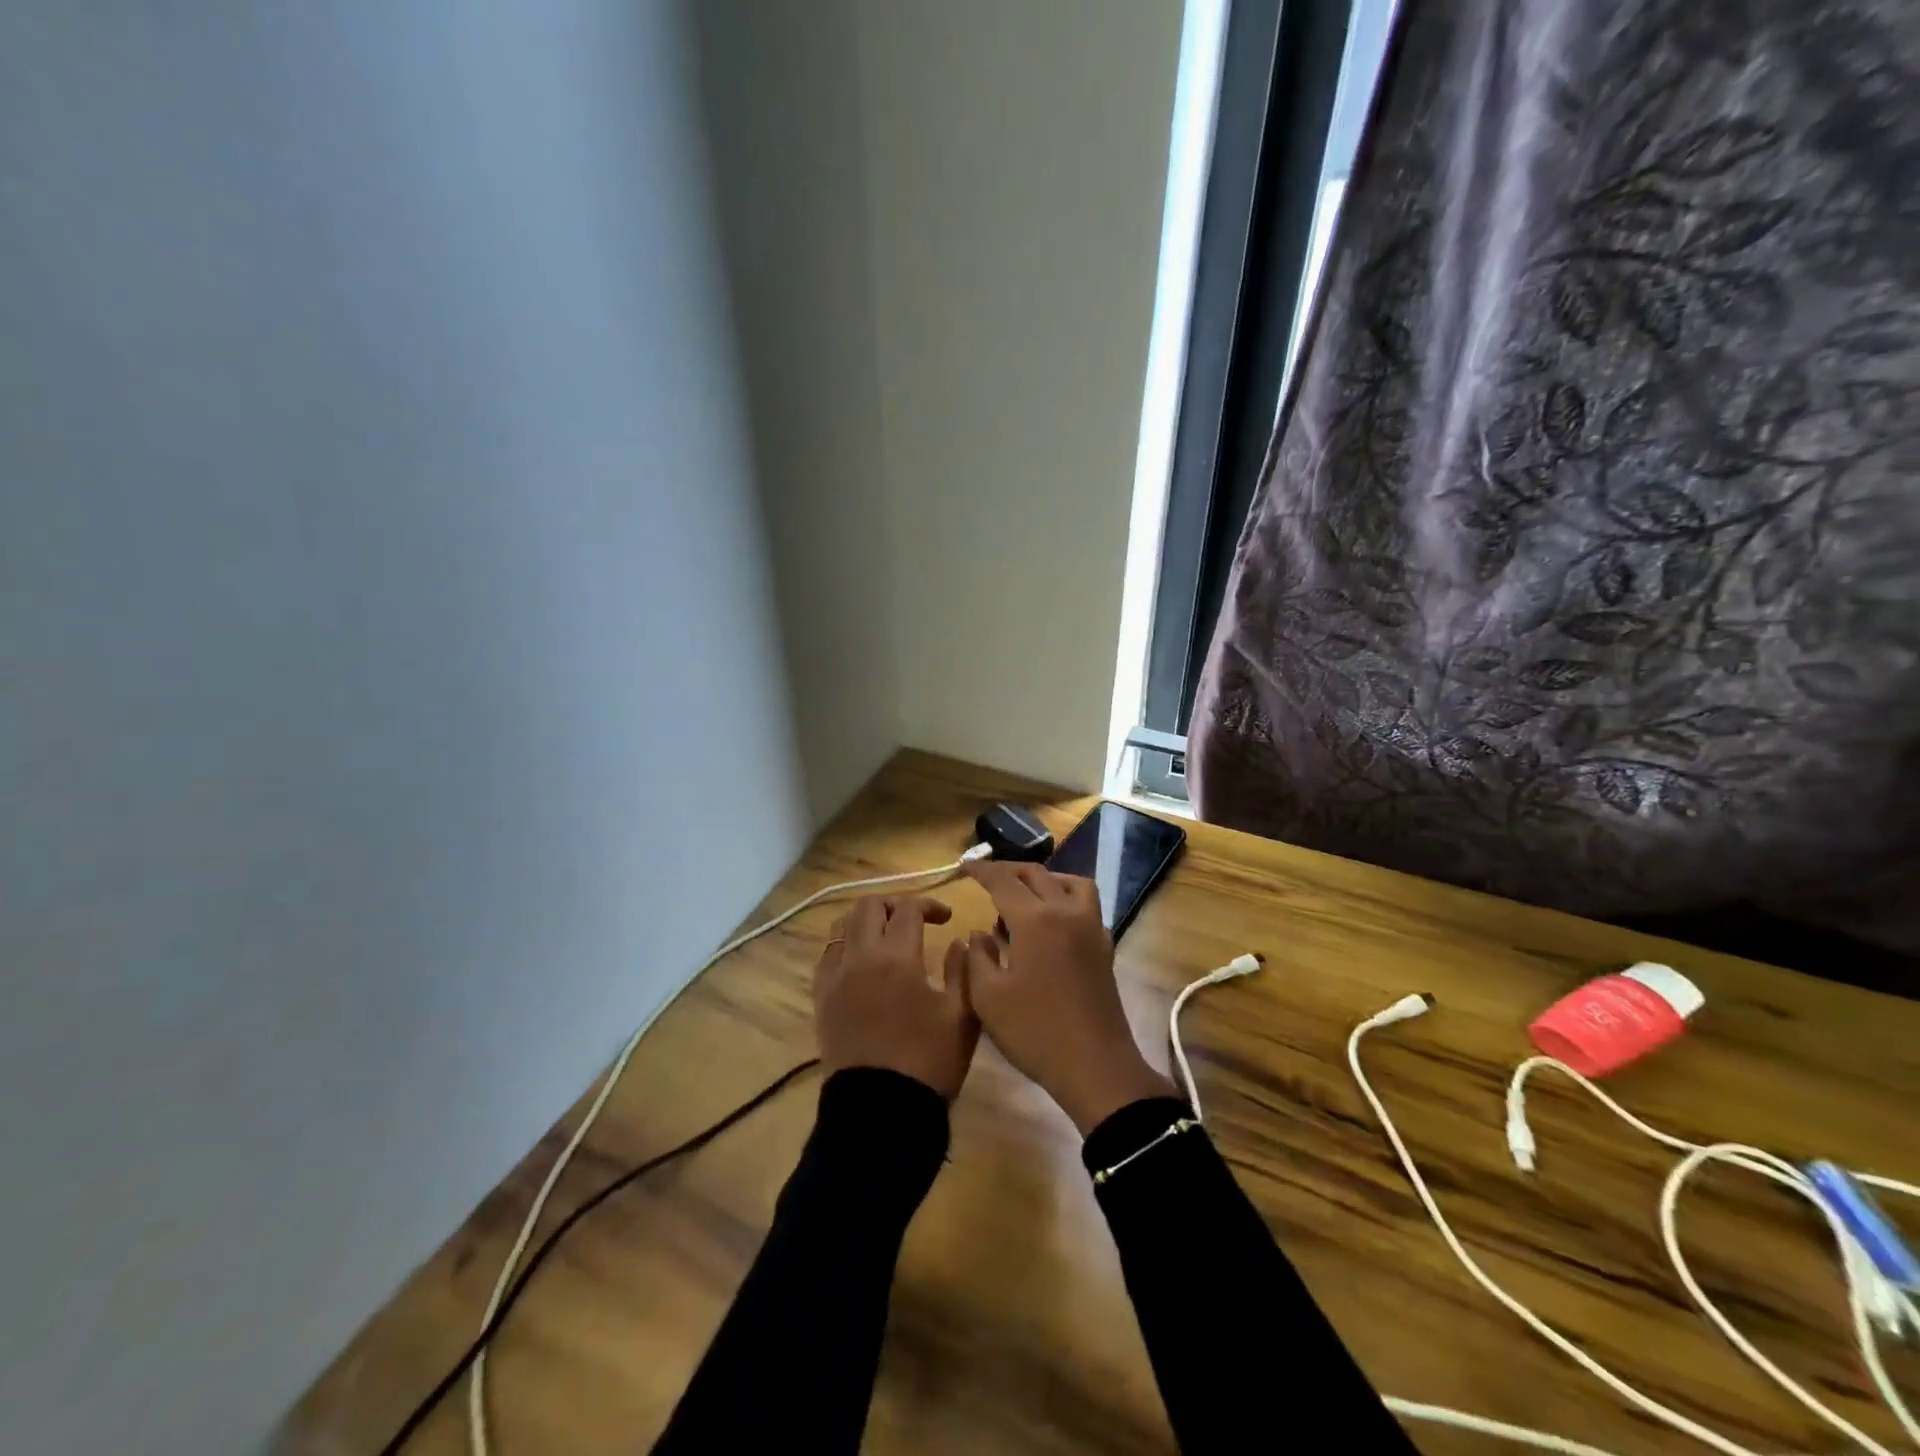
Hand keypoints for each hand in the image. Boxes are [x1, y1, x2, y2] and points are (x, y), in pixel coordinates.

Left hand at [814, 894, 979, 1099]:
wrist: (881, 1113)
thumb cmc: (928, 1063)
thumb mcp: (963, 1016)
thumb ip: (964, 969)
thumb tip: (958, 941)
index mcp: (896, 958)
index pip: (908, 909)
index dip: (930, 906)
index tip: (947, 919)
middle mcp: (859, 958)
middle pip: (869, 906)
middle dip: (894, 905)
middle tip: (915, 921)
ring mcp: (834, 978)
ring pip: (841, 925)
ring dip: (866, 921)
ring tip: (887, 936)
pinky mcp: (821, 999)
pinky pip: (827, 955)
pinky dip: (845, 946)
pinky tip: (862, 963)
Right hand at [957, 862, 1177, 1134]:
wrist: (1095, 1066)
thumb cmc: (1035, 1032)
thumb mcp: (988, 998)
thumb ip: (977, 957)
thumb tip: (981, 933)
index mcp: (1035, 920)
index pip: (1003, 881)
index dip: (982, 870)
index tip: (965, 867)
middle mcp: (1066, 912)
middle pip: (1037, 875)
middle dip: (1009, 871)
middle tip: (987, 878)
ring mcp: (1091, 927)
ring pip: (1069, 882)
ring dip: (1044, 880)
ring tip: (1024, 896)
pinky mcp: (1104, 946)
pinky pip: (1085, 904)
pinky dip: (1065, 898)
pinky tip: (1051, 923)